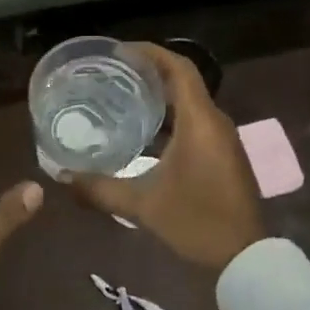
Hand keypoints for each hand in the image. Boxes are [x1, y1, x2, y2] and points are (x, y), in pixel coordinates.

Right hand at [65, 44, 265, 271]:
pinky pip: (195, 123)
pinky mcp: (223, 156)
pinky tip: (143, 134)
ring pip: (189, 104)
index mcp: (200, 122)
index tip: (120, 52)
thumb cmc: (196, 222)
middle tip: (113, 74)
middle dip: (150, 73)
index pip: (179, 69)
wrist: (245, 257)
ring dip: (160, 97)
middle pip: (183, 82)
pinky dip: (170, 119)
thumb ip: (101, 189)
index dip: (151, 53)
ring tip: (122, 97)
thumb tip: (63, 178)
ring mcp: (223, 140)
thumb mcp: (142, 205)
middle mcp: (215, 123)